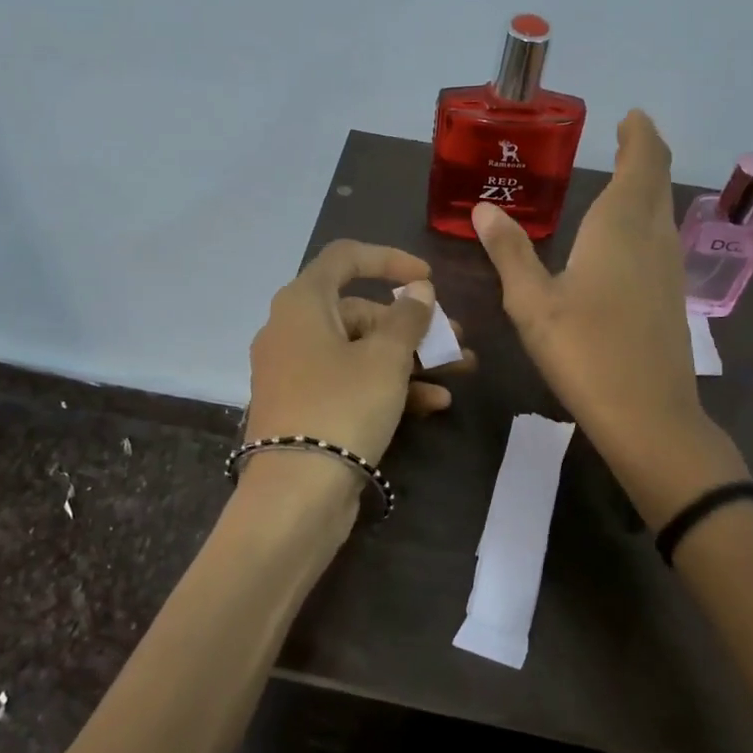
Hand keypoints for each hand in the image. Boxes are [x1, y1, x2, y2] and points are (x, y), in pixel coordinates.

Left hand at [246, 239, 472, 470]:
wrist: (295, 495)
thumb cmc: (342, 407)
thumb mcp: (385, 358)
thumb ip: (408, 318)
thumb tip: (418, 289)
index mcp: (302, 303)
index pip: (345, 258)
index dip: (390, 259)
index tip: (428, 278)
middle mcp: (292, 330)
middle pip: (360, 311)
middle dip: (413, 325)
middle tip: (456, 339)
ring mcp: (296, 372)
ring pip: (360, 351)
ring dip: (411, 358)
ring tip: (460, 370)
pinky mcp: (305, 408)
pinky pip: (350, 383)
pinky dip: (388, 386)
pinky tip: (434, 403)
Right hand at [472, 110, 743, 519]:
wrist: (648, 415)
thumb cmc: (584, 351)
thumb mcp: (532, 302)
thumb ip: (509, 252)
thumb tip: (483, 209)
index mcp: (620, 227)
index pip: (642, 162)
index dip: (640, 135)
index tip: (630, 116)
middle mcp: (653, 237)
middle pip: (657, 181)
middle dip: (644, 154)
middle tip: (625, 137)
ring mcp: (669, 268)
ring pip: (661, 210)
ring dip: (647, 186)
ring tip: (620, 178)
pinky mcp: (672, 297)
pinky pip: (660, 238)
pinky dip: (645, 218)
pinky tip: (623, 238)